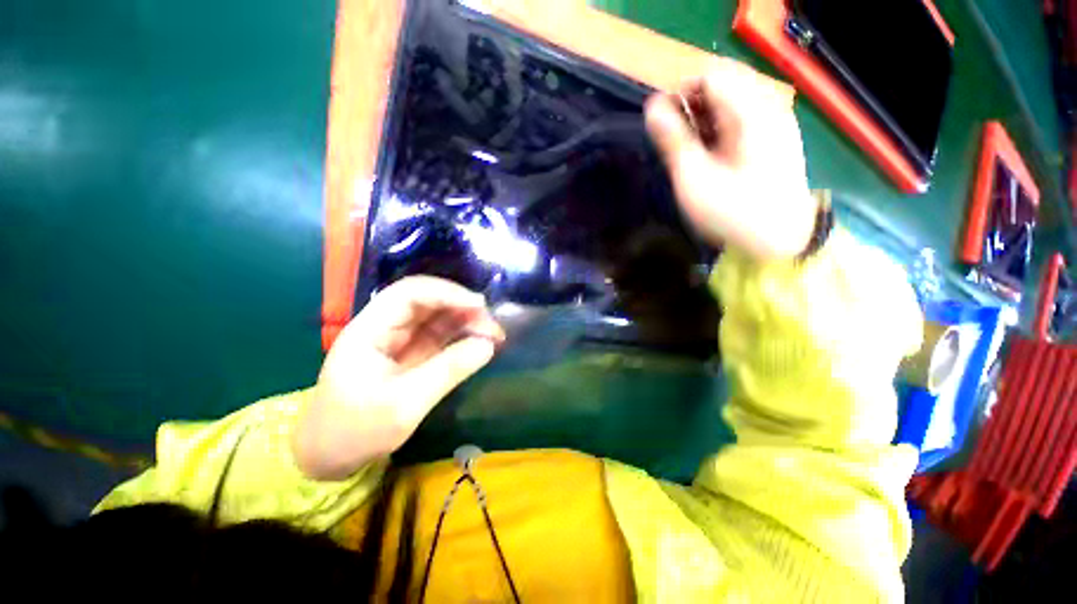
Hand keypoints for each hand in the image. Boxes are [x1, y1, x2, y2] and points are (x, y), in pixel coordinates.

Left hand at [294, 276, 504, 479]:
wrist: (331, 457)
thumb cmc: (357, 431)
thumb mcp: (405, 404)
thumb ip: (448, 370)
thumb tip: (488, 344)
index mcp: (369, 330)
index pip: (409, 293)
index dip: (446, 293)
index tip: (479, 306)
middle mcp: (385, 327)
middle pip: (427, 301)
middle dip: (462, 307)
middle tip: (493, 326)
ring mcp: (399, 340)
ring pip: (438, 316)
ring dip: (467, 320)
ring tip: (493, 334)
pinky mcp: (412, 353)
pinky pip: (441, 335)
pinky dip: (462, 335)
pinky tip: (480, 342)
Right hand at [645, 58, 817, 260]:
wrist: (778, 242)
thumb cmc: (732, 212)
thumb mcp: (694, 179)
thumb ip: (673, 140)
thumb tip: (652, 106)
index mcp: (750, 112)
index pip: (711, 75)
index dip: (681, 93)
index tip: (664, 124)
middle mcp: (768, 107)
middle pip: (724, 85)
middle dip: (693, 107)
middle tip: (677, 141)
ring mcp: (776, 122)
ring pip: (733, 102)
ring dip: (706, 119)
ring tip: (692, 150)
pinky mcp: (777, 138)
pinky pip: (743, 119)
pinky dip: (721, 129)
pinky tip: (713, 154)